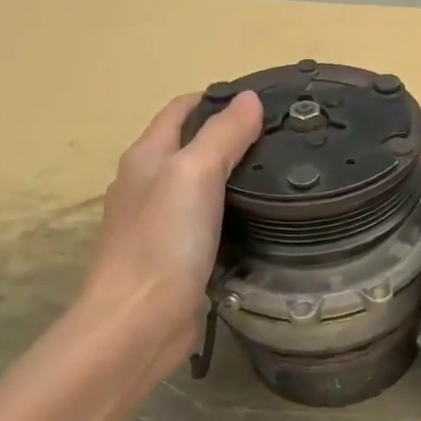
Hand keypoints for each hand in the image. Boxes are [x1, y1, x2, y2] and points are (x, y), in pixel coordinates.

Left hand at [78, 91, 263, 364]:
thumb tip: (248, 98)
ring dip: (232, 174)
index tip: (264, 100)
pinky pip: (206, 220)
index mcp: (146, 157)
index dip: (217, 98)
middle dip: (230, 134)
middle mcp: (146, 184)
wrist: (138, 323)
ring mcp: (158, 223)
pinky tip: (259, 219)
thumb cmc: (163, 242)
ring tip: (279, 174)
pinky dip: (231, 210)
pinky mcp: (173, 256)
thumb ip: (223, 135)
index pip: (181, 110)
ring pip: (199, 185)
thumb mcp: (195, 174)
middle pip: (190, 145)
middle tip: (282, 138)